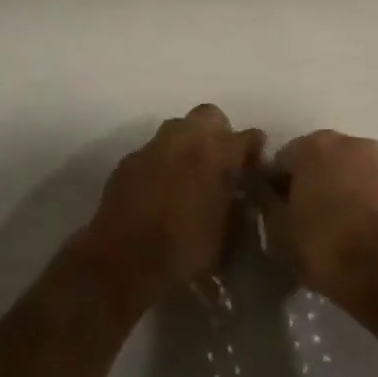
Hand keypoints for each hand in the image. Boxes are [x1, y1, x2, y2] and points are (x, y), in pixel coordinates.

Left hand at [87, 105, 265, 303]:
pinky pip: (153, 150)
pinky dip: (161, 161)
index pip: (248, 136)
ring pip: (178, 128)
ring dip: (187, 143)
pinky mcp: (129, 159)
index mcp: (218, 155)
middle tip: (219, 161)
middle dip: (218, 133)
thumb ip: (238, 207)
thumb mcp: (226, 237)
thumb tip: (242, 195)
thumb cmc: (183, 252)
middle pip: (210, 116)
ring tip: (188, 172)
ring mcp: (154, 146)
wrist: (122, 261)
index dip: (254, 150)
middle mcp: (186, 139)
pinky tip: (159, 187)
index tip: (255, 165)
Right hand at [270, 130, 377, 299]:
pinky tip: (358, 233)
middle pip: (320, 160)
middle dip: (310, 183)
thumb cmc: (324, 246)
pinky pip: (373, 191)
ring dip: (340, 191)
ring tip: (334, 228)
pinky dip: (364, 204)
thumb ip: (266, 200)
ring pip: (350, 173)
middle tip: (303, 219)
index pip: (283, 160)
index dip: (275, 186)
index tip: (275, 212)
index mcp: (317, 145)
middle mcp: (353, 143)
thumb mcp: (278, 228)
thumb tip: (263, 188)